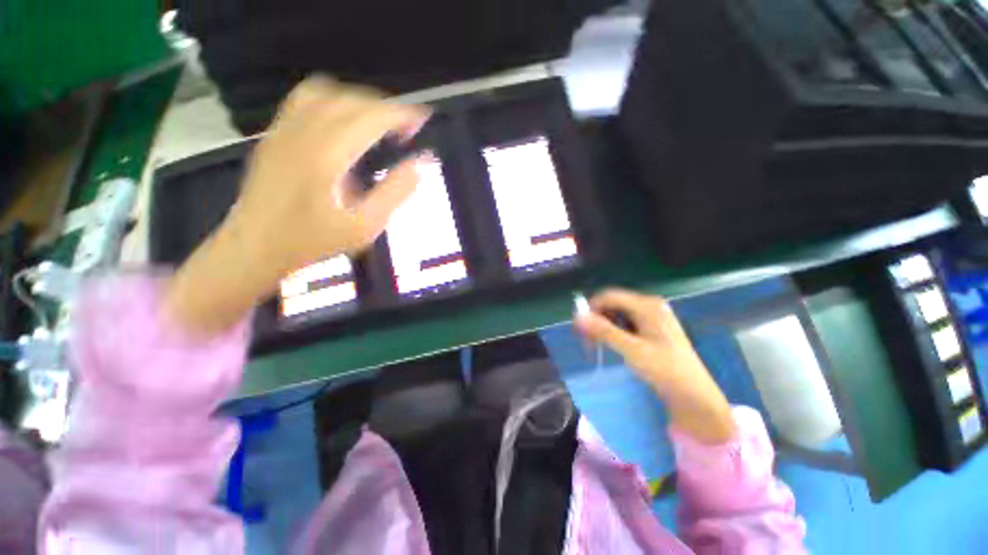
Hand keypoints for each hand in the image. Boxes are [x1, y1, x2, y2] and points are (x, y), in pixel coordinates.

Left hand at [165, 77, 429, 335]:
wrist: (255, 247)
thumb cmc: (314, 242)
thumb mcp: (366, 225)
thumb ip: (397, 191)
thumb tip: (422, 163)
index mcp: (327, 154)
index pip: (371, 116)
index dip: (401, 113)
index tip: (422, 120)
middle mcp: (303, 132)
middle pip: (351, 99)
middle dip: (385, 107)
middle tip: (406, 128)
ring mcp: (284, 129)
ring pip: (327, 92)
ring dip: (360, 101)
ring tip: (378, 122)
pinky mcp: (275, 134)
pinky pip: (305, 99)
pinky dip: (334, 100)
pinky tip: (344, 122)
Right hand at [574, 288, 736, 443]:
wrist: (694, 396)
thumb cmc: (665, 370)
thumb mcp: (632, 350)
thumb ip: (604, 331)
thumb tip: (578, 316)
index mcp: (647, 305)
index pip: (610, 296)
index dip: (591, 308)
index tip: (580, 327)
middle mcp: (650, 306)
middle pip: (613, 304)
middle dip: (597, 318)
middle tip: (588, 340)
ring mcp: (652, 317)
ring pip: (618, 314)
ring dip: (604, 326)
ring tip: (598, 344)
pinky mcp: (652, 328)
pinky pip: (626, 322)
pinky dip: (615, 331)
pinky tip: (614, 345)